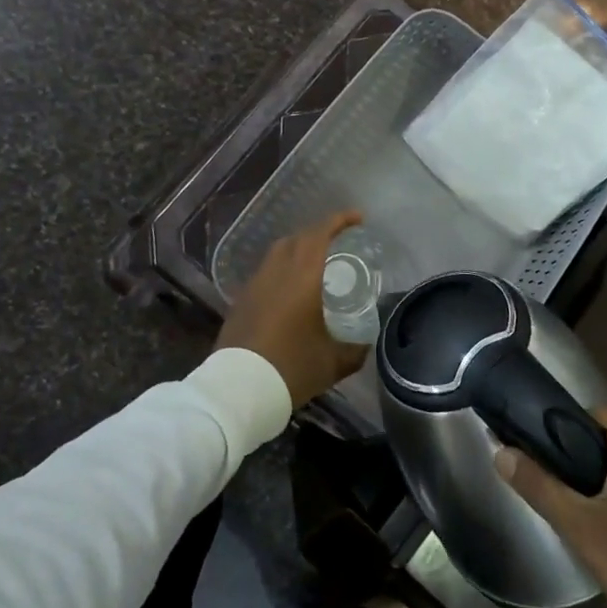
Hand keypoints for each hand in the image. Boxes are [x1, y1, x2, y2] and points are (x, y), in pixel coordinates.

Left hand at [218, 211, 365, 406]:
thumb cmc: (291, 368)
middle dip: (321, 233)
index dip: (340, 221)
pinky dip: (283, 269)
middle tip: (340, 241)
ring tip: (317, 261)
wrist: (239, 389)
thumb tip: (367, 342)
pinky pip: (266, 272)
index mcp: (303, 277)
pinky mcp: (242, 300)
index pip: (321, 234)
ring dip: (299, 248)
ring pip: (279, 252)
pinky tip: (291, 289)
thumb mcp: (333, 362)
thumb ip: (355, 349)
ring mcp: (255, 284)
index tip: (358, 218)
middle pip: (299, 238)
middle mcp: (277, 271)